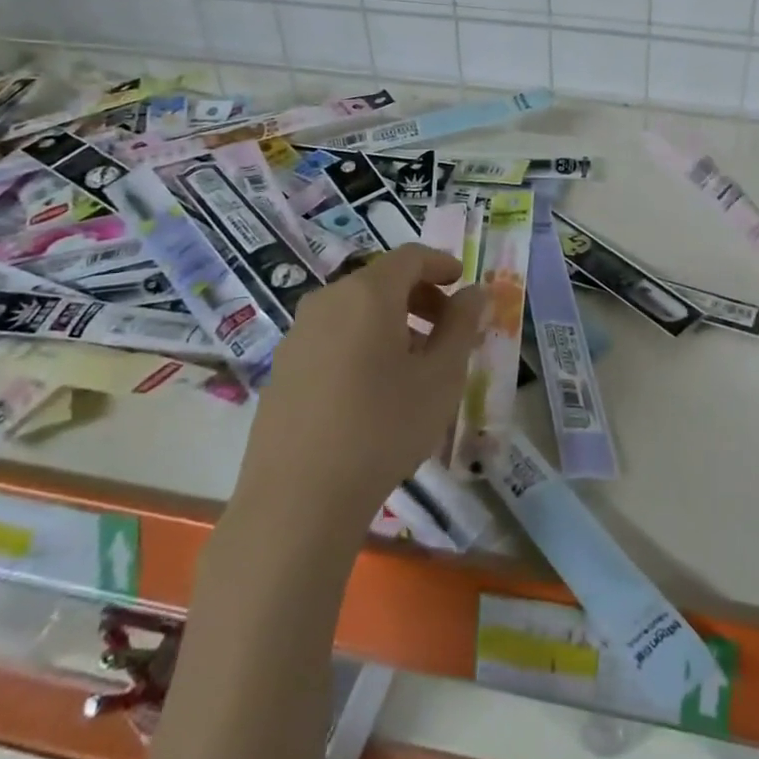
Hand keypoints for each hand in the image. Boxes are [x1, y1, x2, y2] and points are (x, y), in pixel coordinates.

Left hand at [238, 244, 486, 525]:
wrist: (297, 501)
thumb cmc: (382, 427)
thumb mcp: (441, 376)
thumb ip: (462, 325)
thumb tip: (475, 292)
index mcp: (368, 293)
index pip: (410, 257)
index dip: (441, 264)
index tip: (463, 284)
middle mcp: (328, 301)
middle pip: (381, 281)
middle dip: (420, 296)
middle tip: (447, 328)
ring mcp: (298, 335)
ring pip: (355, 310)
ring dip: (391, 322)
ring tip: (414, 364)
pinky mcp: (282, 369)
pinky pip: (331, 337)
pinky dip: (361, 343)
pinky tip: (373, 389)